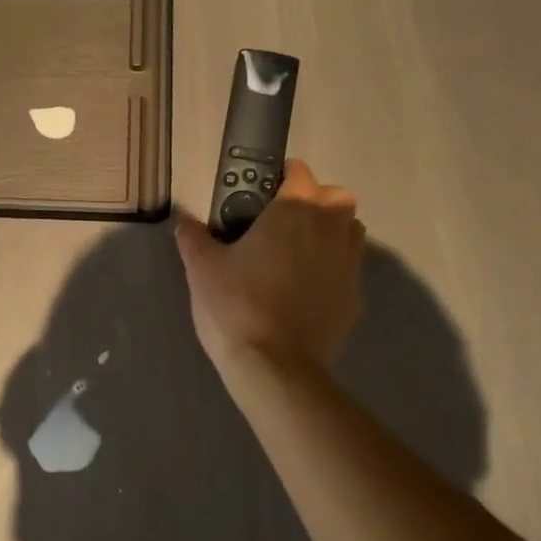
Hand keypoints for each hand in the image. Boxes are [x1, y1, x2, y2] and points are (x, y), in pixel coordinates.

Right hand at [174, 159, 363, 373]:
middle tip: (285, 221)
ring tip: (299, 252)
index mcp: (294, 212)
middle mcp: (329, 229)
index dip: (283, 176)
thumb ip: (194, 237)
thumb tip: (185, 221)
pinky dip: (333, 268)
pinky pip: (349, 268)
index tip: (263, 189)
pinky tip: (305, 289)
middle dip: (317, 200)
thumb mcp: (201, 269)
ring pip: (350, 231)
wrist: (276, 367)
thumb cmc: (236, 305)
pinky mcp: (355, 297)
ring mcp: (348, 264)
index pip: (300, 174)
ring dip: (331, 231)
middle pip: (337, 197)